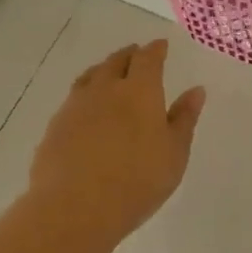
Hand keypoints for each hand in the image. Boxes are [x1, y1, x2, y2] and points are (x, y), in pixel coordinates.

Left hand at [29, 41, 205, 243]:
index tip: (161, 45)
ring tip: (109, 72)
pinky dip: (86, 94)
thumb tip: (196, 90)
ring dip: (103, 69)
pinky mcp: (55, 127)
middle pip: (116, 61)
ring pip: (91, 77)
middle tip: (136, 54)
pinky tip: (87, 108)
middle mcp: (106, 89)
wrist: (75, 207)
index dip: (155, 50)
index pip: (148, 59)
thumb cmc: (138, 181)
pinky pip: (74, 99)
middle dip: (129, 55)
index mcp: (139, 91)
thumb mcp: (174, 153)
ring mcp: (76, 106)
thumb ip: (184, 119)